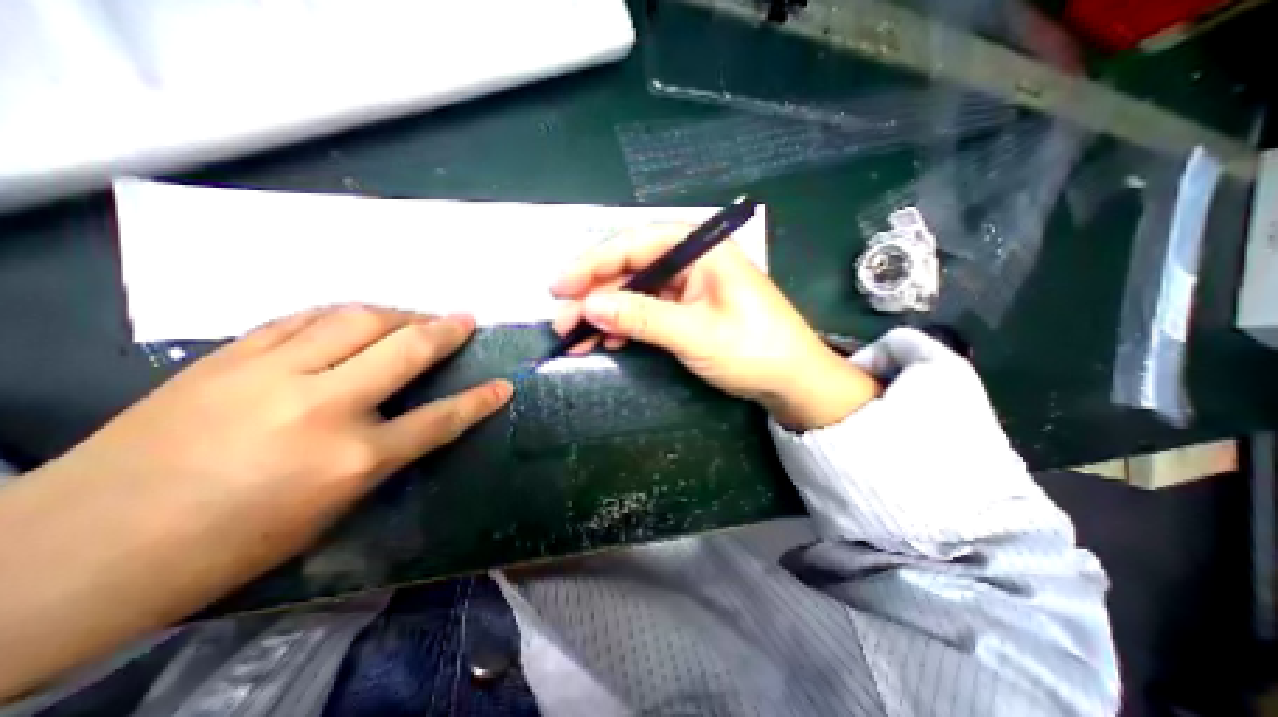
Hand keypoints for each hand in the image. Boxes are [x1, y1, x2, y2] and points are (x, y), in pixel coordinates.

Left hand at [1, 305, 509, 697]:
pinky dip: (342, 314)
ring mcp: (272, 375)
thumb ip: (382, 455)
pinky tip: (356, 317)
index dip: (478, 400)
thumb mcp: (332, 509)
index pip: (440, 419)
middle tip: (465, 320)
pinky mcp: (229, 357)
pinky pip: (303, 319)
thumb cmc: (229, 543)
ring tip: (417, 315)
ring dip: (398, 314)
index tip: (503, 385)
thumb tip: (412, 419)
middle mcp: (323, 406)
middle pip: (405, 351)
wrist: (74, 551)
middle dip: (445, 331)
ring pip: (357, 320)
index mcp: (352, 459)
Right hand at [550, 225, 879, 426]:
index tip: (559, 287)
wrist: (792, 381)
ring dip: (605, 315)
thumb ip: (642, 318)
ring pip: (635, 293)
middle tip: (562, 322)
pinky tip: (607, 341)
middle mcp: (692, 261)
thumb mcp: (696, 335)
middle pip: (631, 269)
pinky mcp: (687, 310)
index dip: (593, 264)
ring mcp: (689, 287)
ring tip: (575, 338)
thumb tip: (590, 306)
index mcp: (702, 250)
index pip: (636, 244)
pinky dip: (625, 326)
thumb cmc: (754, 351)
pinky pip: (647, 311)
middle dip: (594, 295)